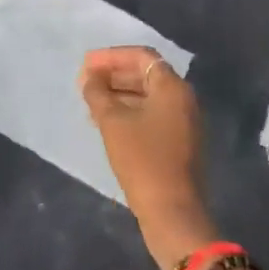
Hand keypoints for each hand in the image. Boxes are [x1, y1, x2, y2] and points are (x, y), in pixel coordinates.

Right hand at [79, 47, 217, 269]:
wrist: (172, 213)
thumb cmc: (142, 159)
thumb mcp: (113, 122)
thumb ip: (98, 93)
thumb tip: (90, 77)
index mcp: (172, 87)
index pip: (141, 56)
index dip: (111, 56)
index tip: (86, 64)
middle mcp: (183, 99)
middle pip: (146, 74)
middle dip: (113, 75)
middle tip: (85, 82)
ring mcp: (183, 122)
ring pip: (147, 96)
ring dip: (118, 94)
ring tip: (90, 102)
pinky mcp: (178, 143)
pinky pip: (151, 115)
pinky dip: (128, 112)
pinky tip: (105, 122)